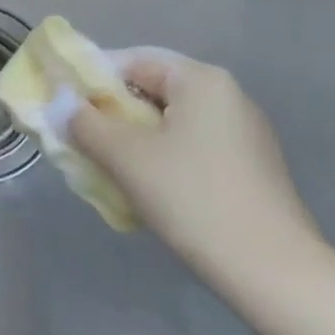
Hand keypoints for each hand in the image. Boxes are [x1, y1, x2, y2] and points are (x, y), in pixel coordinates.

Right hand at [70, 50, 321, 286]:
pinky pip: (192, 147)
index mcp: (201, 80)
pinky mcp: (251, 168)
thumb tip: (60, 103)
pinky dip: (163, 159)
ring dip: (134, 140)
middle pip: (152, 90)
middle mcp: (227, 96)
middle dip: (112, 114)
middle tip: (81, 141)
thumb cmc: (193, 198)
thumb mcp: (126, 156)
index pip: (133, 60)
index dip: (92, 80)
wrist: (274, 274)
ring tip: (109, 169)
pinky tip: (149, 191)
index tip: (66, 109)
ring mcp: (244, 133)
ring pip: (171, 122)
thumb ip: (84, 123)